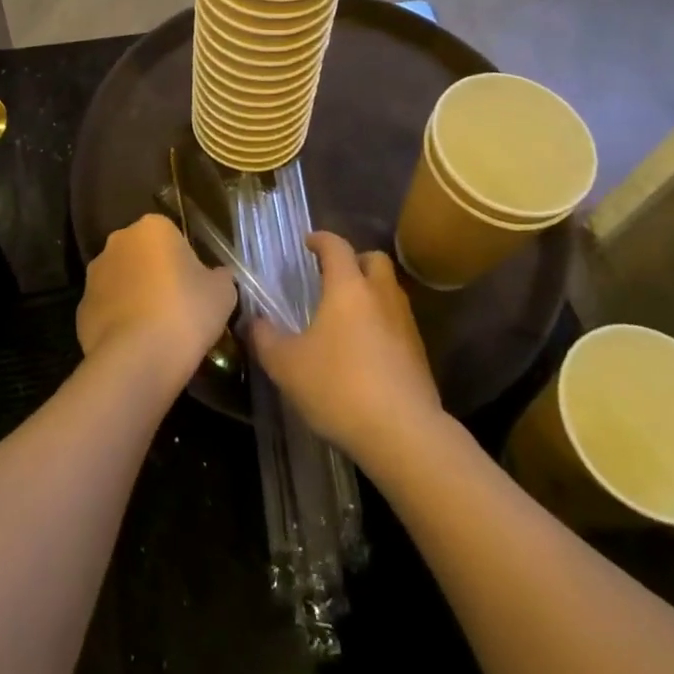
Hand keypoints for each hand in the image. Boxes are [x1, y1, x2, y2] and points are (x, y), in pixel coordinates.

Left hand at [77, 214, 236, 381]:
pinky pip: (107, 310)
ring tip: (156, 331)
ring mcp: (94, 275)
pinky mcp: (80, 309)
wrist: (139, 358)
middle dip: (156, 274)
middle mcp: (118, 242)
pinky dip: (119, 321)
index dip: (186, 262)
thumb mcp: (223, 292)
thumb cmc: (186, 312)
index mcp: (152, 227)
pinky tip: (136, 345)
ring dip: (135, 296)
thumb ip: (220, 277)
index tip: (196, 288)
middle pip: (143, 255)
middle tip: (178, 307)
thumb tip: (217, 277)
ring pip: (122, 281)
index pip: (172, 236)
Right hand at [250, 232, 440, 464]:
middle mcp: (381, 296)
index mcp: (348, 288)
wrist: (403, 433)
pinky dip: (382, 326)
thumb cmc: (339, 387)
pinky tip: (364, 352)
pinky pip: (398, 324)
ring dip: (371, 294)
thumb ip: (265, 339)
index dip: (320, 240)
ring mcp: (405, 324)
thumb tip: (254, 321)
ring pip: (389, 292)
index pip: (336, 247)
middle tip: (333, 278)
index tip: (308, 242)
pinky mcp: (419, 354)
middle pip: (374, 260)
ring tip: (346, 317)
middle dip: (355, 261)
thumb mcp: (287, 365)